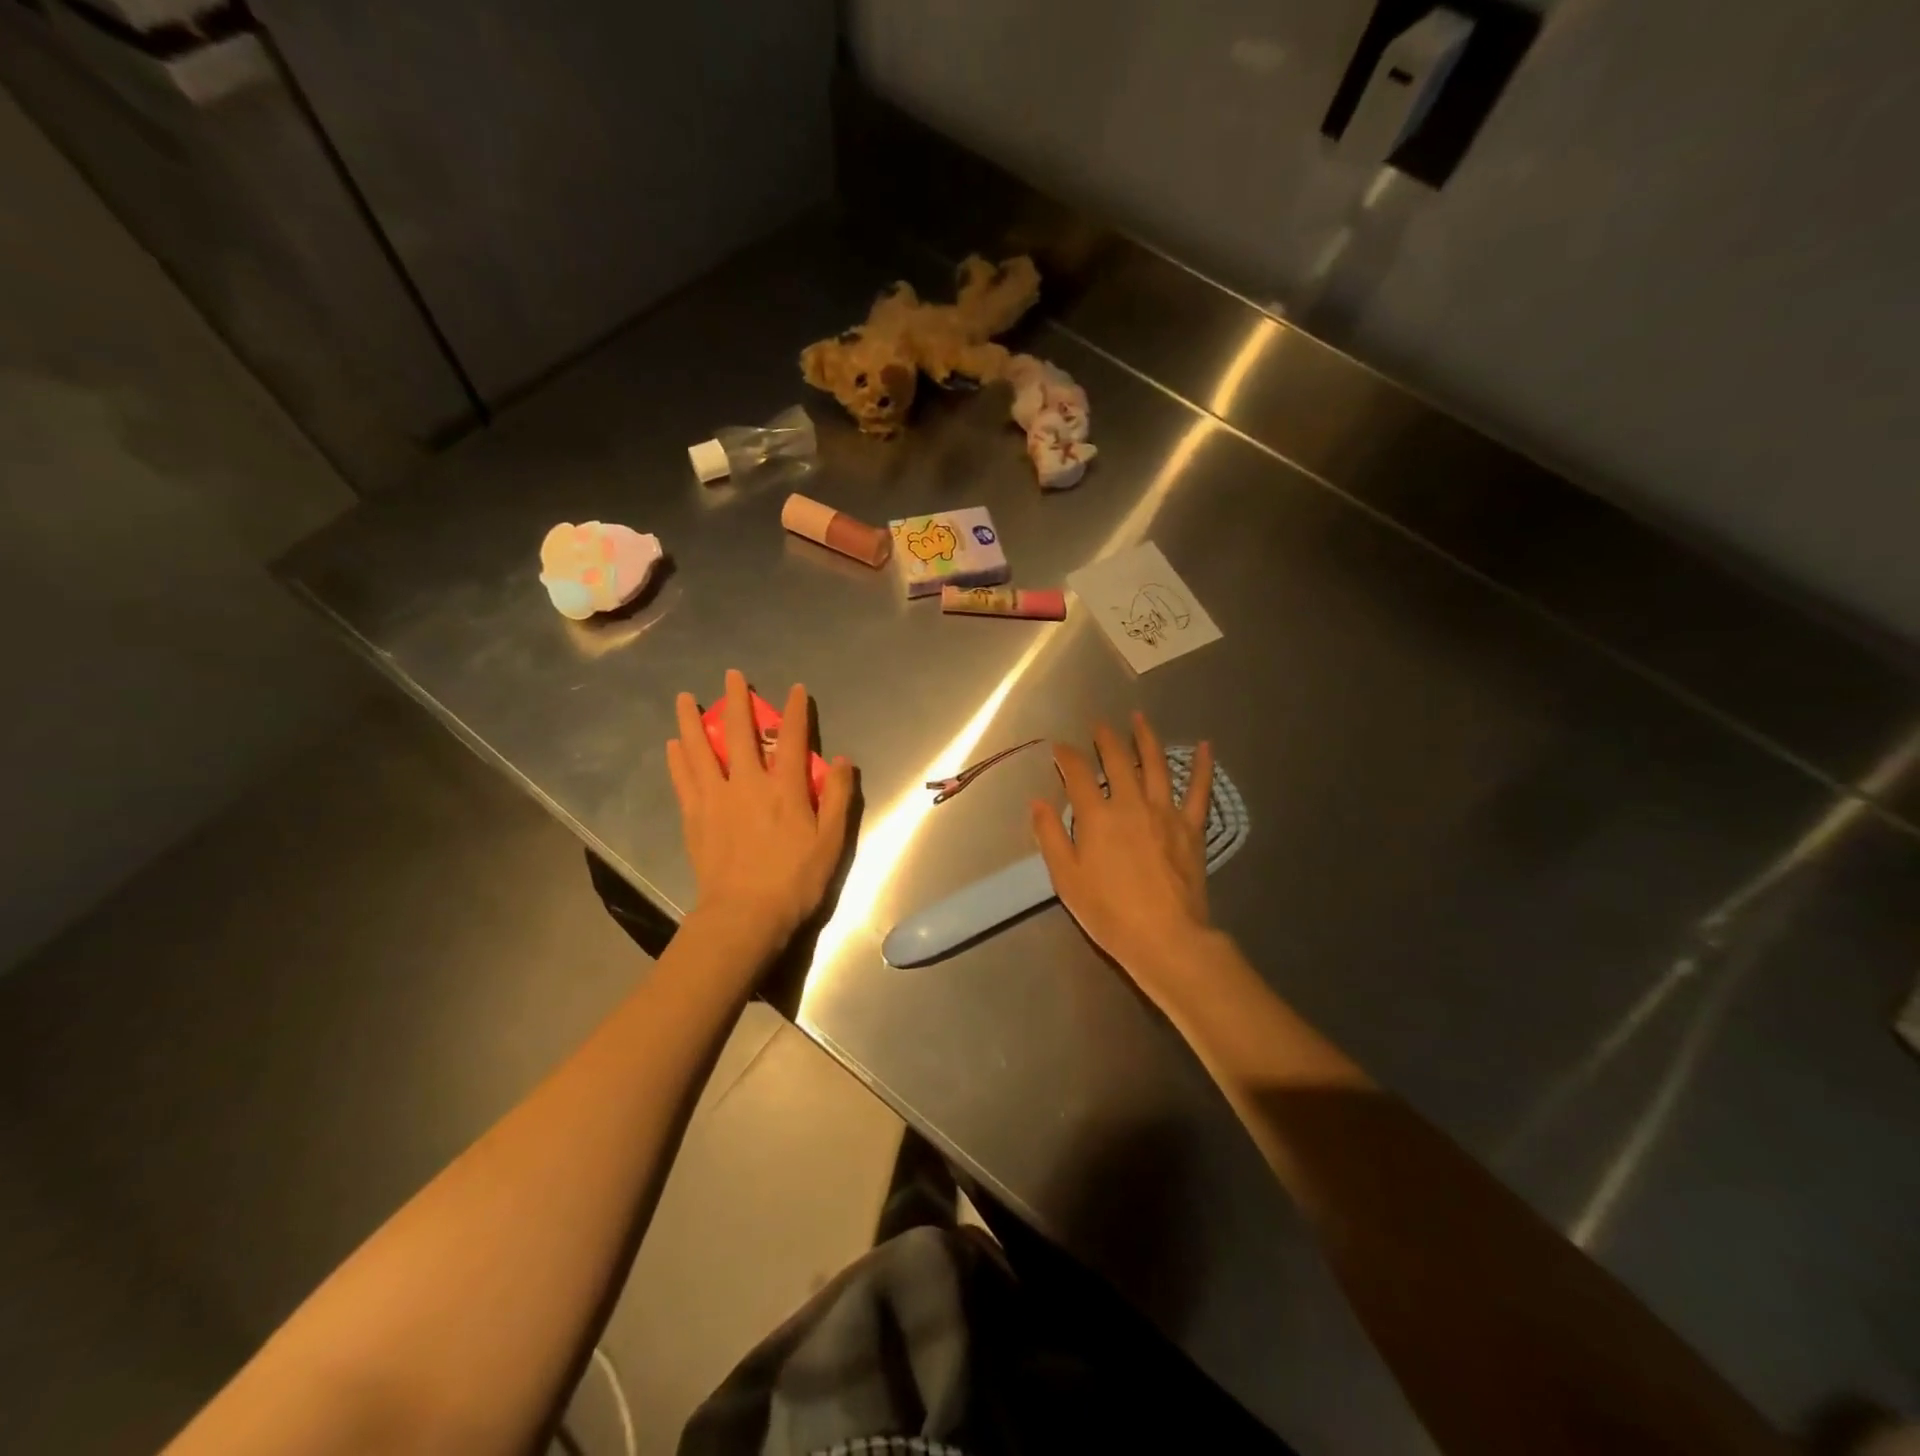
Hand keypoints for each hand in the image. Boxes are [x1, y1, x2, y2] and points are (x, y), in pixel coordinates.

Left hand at [668, 670, 854, 952]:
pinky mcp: (694, 817)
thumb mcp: (832, 842)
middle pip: (739, 732)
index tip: (795, 689)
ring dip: (692, 720)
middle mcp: (747, 783)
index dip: (796, 710)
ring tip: (683, 698)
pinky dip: (678, 758)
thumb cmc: (794, 880)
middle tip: (731, 675)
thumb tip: (845, 760)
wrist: (744, 915)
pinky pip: (683, 779)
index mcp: (785, 788)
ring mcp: (716, 798)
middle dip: (737, 700)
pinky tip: (673, 744)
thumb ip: (840, 797)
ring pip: (700, 749)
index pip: (794, 738)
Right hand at [1031, 712, 1214, 996]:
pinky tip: (1206, 746)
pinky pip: (1199, 790)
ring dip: (1145, 738)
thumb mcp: (1066, 878)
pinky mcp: (1191, 827)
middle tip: (1098, 725)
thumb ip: (1050, 836)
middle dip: (1104, 739)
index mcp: (1097, 816)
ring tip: (1138, 718)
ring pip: (1156, 764)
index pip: (1077, 774)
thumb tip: (1037, 801)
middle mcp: (1130, 803)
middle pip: (1117, 760)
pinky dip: (1203, 767)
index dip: (1066, 756)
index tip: (1059, 748)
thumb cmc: (1108, 912)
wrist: (1165, 937)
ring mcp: (1165, 812)